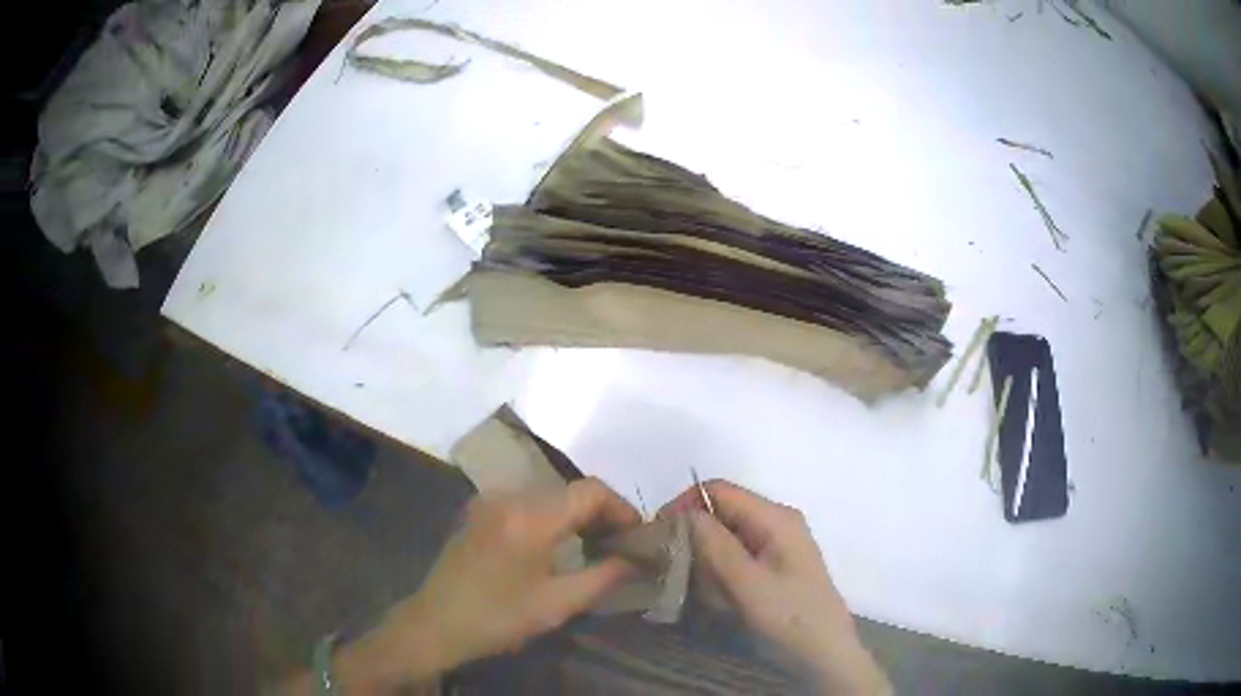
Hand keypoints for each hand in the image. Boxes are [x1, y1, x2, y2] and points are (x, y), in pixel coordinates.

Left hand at [327, 478, 641, 692]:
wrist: (435, 623)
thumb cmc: (498, 617)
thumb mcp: (558, 604)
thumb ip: (604, 576)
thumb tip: (637, 559)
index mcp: (529, 517)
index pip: (590, 491)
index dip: (621, 508)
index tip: (638, 535)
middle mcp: (509, 496)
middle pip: (570, 489)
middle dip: (602, 512)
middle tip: (622, 544)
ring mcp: (490, 501)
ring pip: (550, 494)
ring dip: (577, 514)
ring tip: (596, 545)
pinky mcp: (480, 511)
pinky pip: (528, 502)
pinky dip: (553, 516)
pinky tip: (559, 544)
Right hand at [663, 481, 889, 693]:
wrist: (825, 654)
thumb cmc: (789, 619)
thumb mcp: (748, 585)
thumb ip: (716, 546)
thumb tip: (684, 513)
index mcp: (775, 518)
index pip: (718, 491)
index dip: (685, 506)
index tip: (660, 537)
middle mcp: (778, 522)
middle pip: (722, 512)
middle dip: (695, 536)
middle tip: (677, 568)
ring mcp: (779, 544)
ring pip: (726, 535)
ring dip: (706, 558)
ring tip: (700, 588)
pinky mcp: (776, 565)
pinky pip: (737, 555)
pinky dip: (720, 570)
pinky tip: (719, 596)